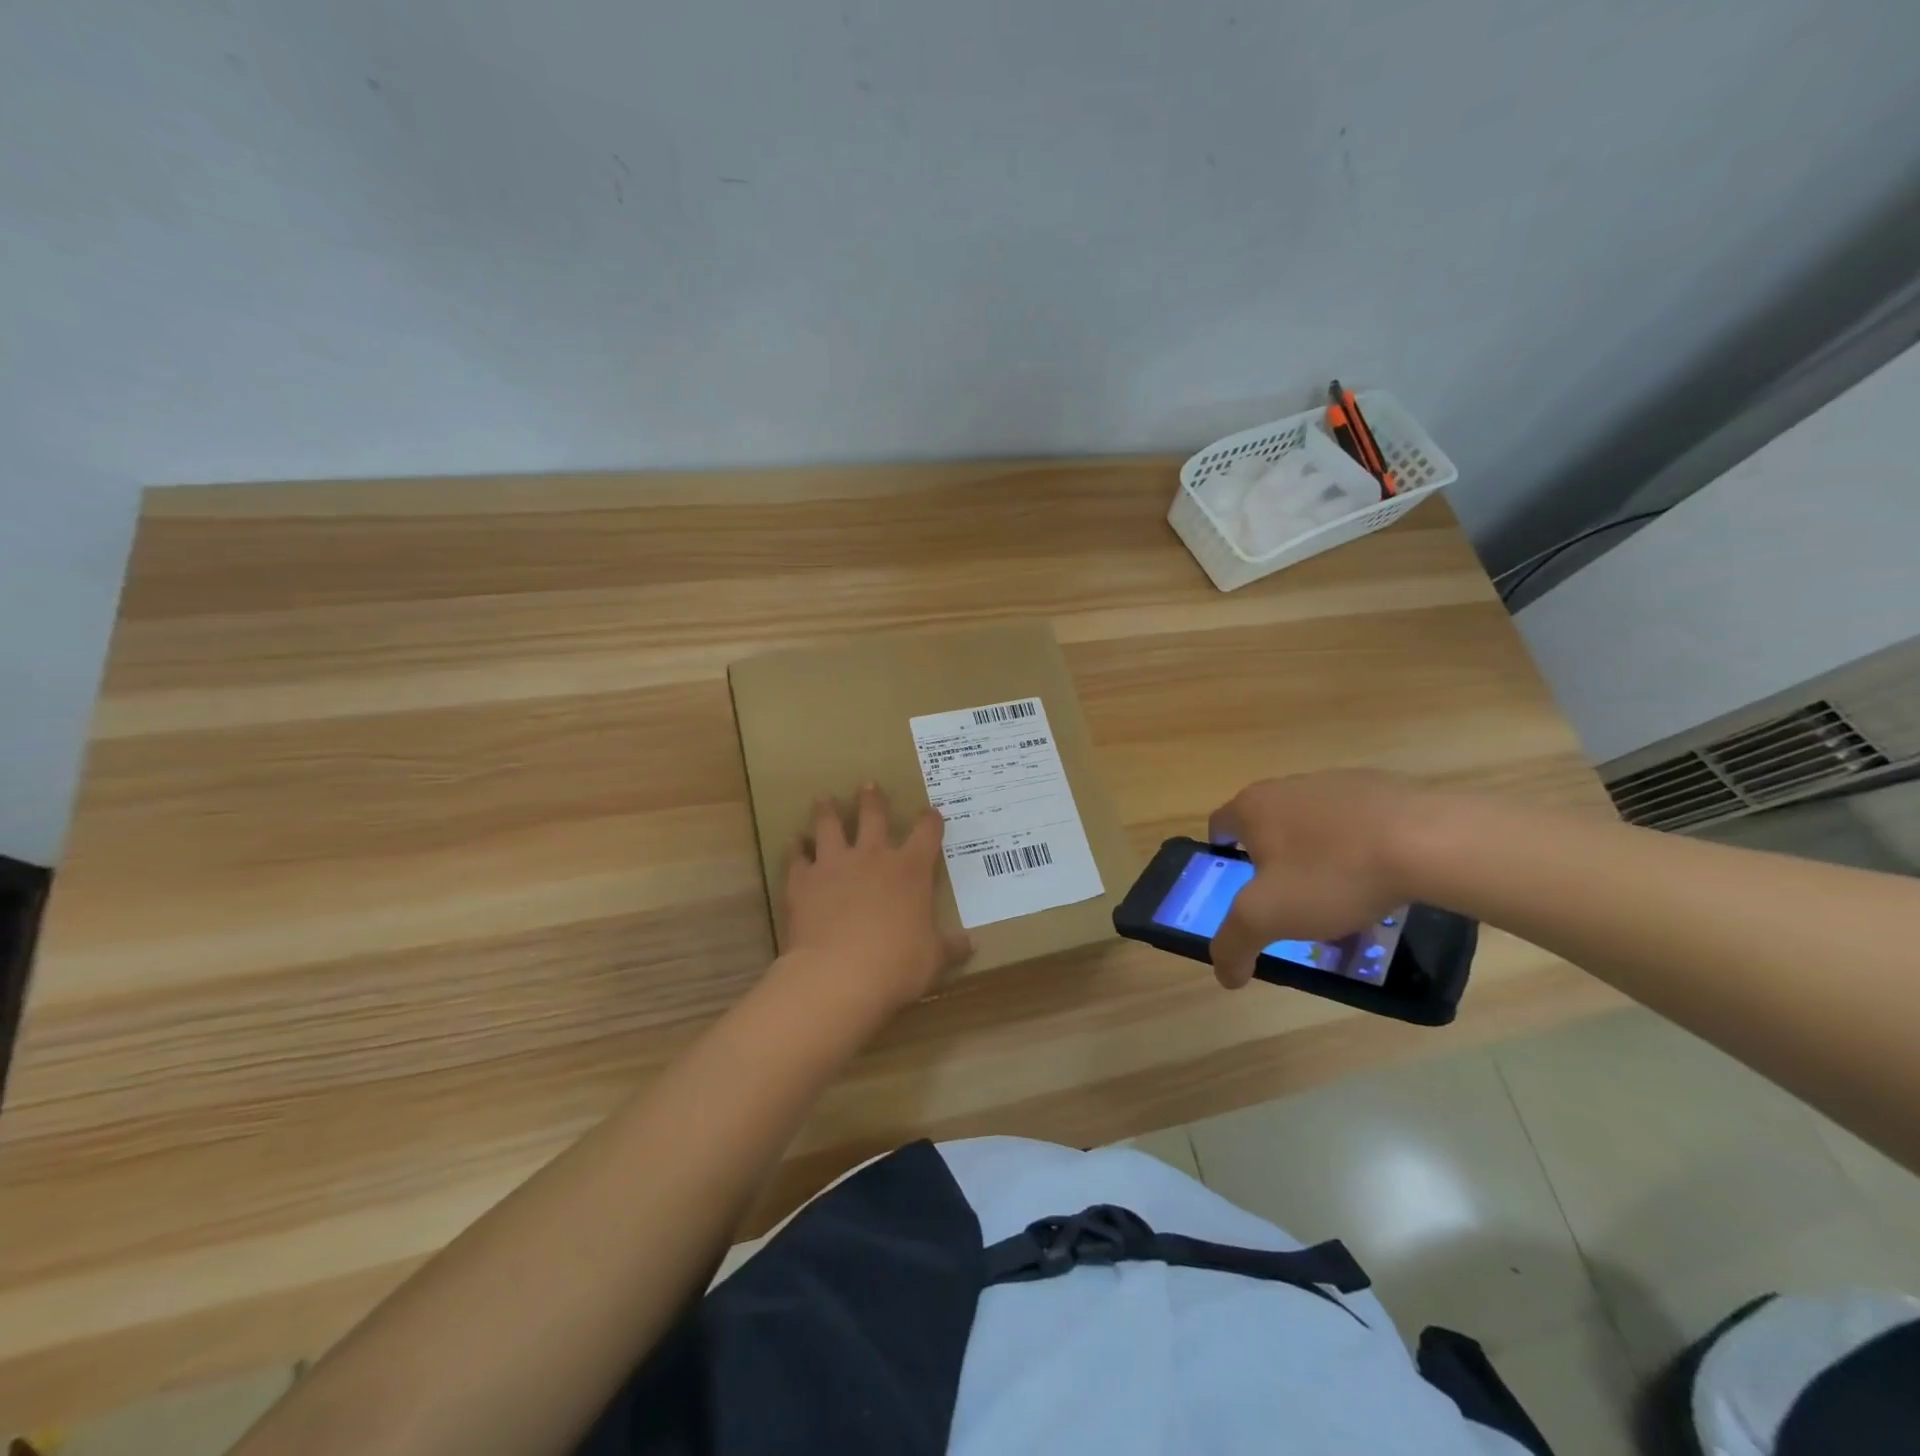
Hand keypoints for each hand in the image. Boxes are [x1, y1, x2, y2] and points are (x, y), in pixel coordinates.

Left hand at [778, 784, 972, 1017]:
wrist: (838, 975)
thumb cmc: (896, 965)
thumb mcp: (932, 959)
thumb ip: (949, 947)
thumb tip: (970, 944)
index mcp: (910, 870)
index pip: (926, 834)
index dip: (931, 820)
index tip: (932, 811)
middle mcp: (872, 857)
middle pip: (873, 816)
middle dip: (872, 800)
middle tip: (868, 785)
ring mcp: (834, 865)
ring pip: (829, 826)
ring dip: (827, 811)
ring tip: (823, 799)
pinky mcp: (802, 881)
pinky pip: (797, 858)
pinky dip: (796, 850)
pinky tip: (794, 845)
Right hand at [1206, 770, 1427, 989]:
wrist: (1428, 841)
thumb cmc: (1332, 874)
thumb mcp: (1268, 917)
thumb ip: (1234, 943)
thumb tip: (1224, 974)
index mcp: (1252, 806)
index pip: (1220, 825)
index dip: (1222, 855)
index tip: (1239, 884)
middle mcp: (1287, 786)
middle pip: (1267, 824)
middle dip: (1273, 859)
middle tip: (1289, 898)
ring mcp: (1337, 783)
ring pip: (1313, 823)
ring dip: (1316, 852)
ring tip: (1340, 893)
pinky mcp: (1382, 788)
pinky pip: (1356, 821)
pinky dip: (1357, 846)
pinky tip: (1378, 877)